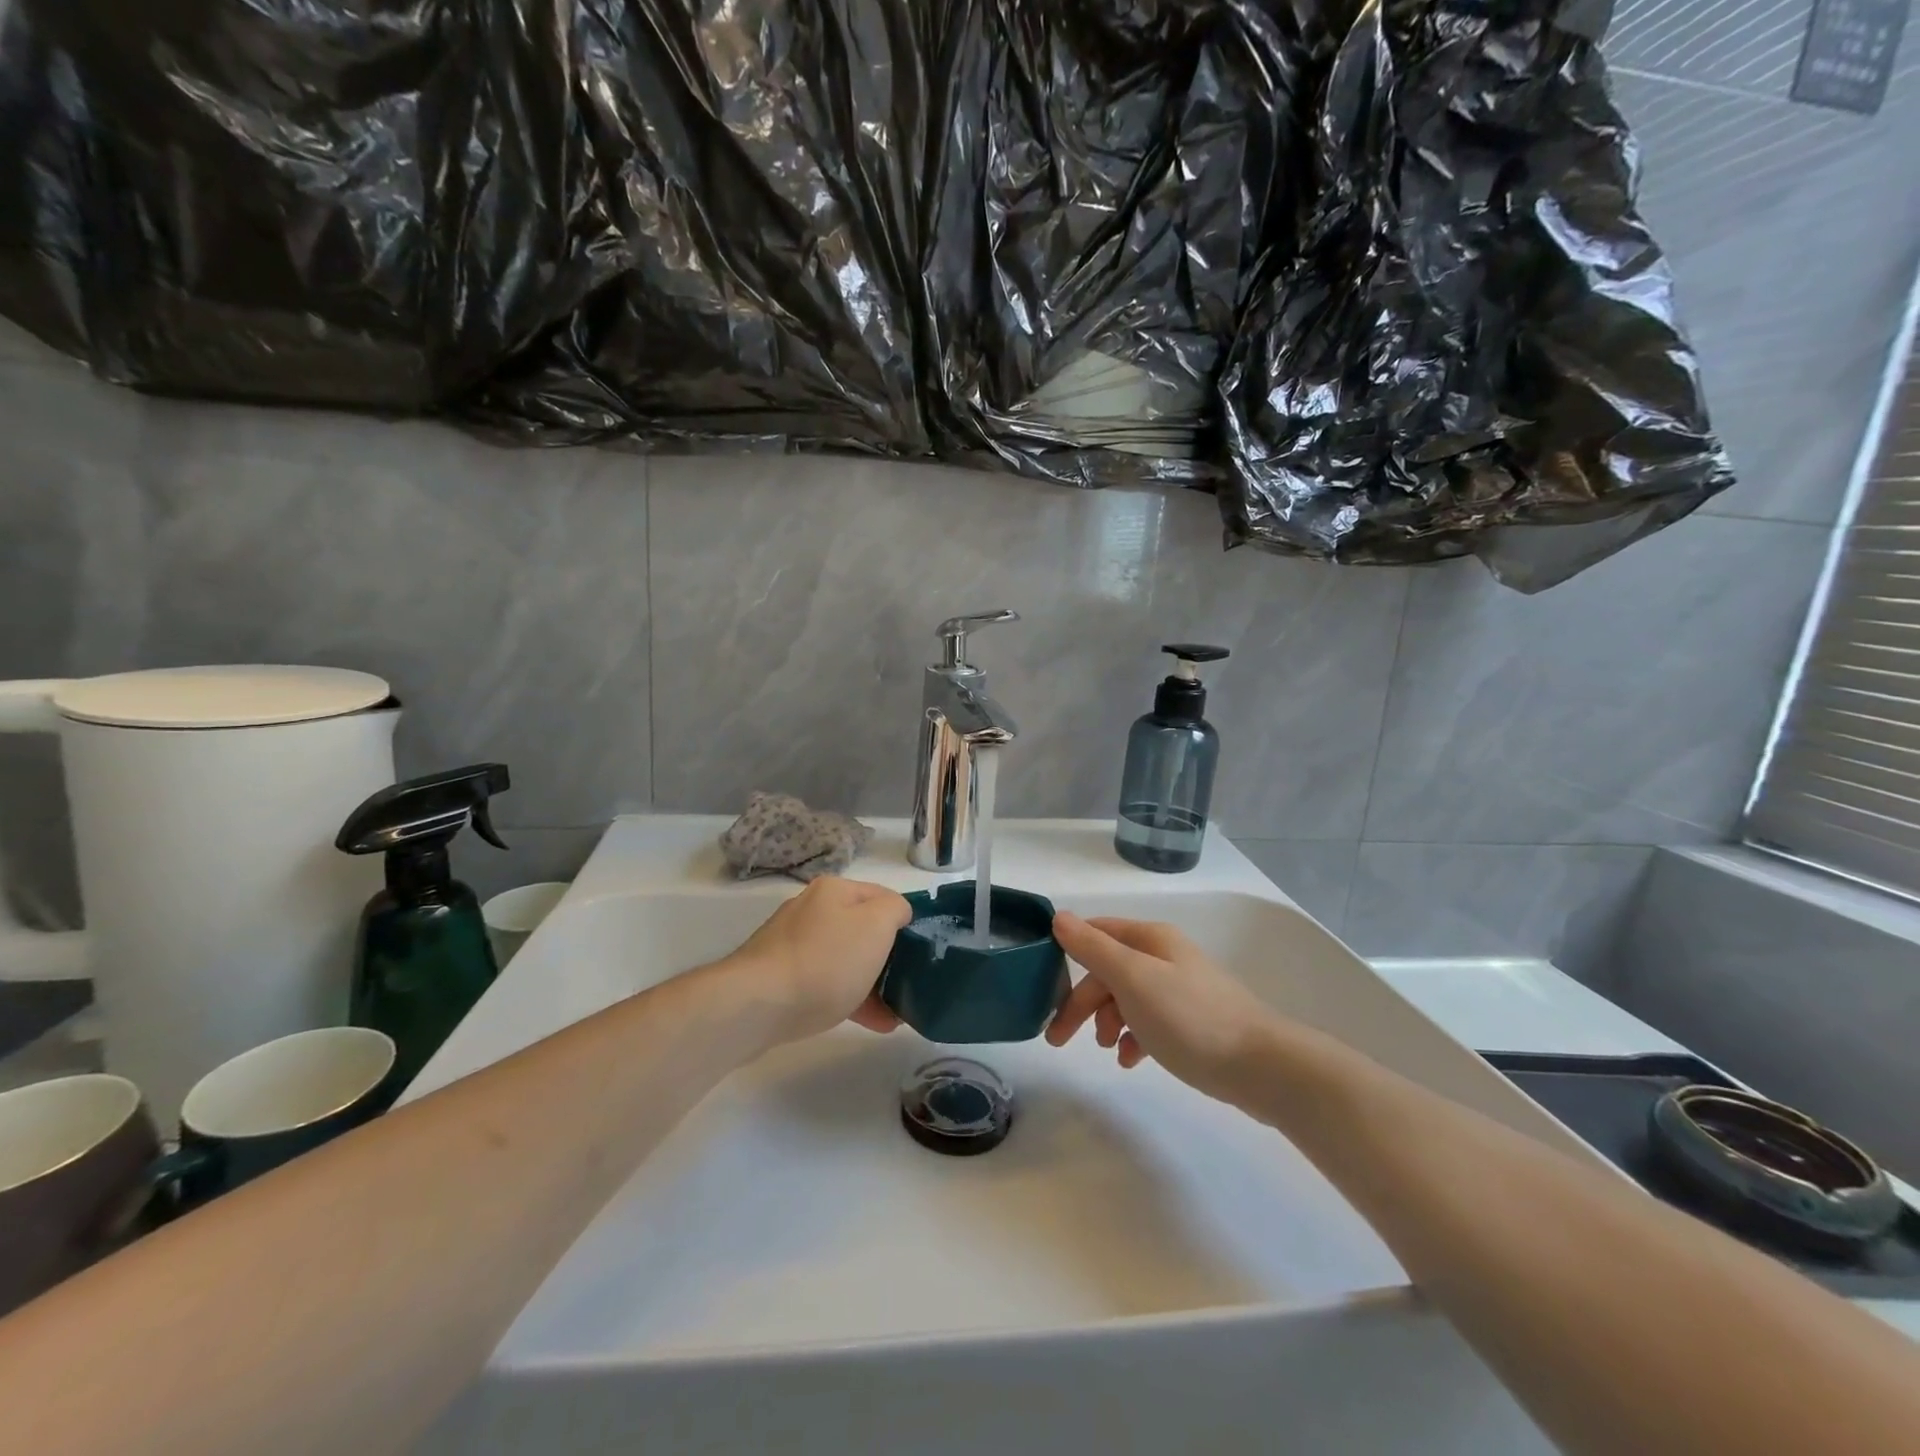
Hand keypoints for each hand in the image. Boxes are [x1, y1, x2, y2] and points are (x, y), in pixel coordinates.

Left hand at [727, 877, 911, 1041]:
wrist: (757, 1006)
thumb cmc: (826, 961)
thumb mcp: (876, 925)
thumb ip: (895, 909)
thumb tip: (896, 913)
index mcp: (834, 890)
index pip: (883, 896)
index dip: (906, 921)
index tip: (922, 952)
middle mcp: (811, 909)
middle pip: (862, 928)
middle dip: (888, 957)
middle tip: (909, 984)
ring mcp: (792, 944)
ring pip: (845, 959)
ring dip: (872, 983)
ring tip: (896, 1014)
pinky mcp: (780, 977)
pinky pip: (825, 982)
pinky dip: (849, 997)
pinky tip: (871, 1022)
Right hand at [1047, 913, 1286, 1106]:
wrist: (1262, 1066)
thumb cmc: (1189, 1017)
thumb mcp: (1132, 978)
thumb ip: (1093, 948)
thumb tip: (1058, 917)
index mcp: (1150, 939)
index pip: (1096, 933)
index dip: (1067, 956)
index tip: (1043, 988)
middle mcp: (1164, 956)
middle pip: (1109, 971)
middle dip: (1082, 1002)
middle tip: (1058, 1038)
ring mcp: (1181, 989)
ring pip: (1127, 998)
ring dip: (1107, 1021)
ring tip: (1107, 1050)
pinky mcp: (1194, 1021)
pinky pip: (1150, 1022)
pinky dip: (1133, 1037)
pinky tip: (1132, 1060)